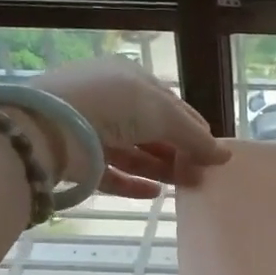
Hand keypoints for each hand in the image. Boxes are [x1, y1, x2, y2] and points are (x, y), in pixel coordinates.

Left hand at [30, 57, 229, 198]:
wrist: (50, 126)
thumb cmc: (114, 105)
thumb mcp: (164, 114)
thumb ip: (196, 137)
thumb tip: (225, 156)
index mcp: (131, 79)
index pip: (171, 105)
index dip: (195, 129)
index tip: (213, 154)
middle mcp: (112, 102)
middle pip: (154, 130)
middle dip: (180, 152)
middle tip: (203, 176)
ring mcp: (93, 130)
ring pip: (135, 153)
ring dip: (162, 169)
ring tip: (188, 187)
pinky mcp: (79, 159)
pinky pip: (112, 174)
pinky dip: (133, 183)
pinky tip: (154, 195)